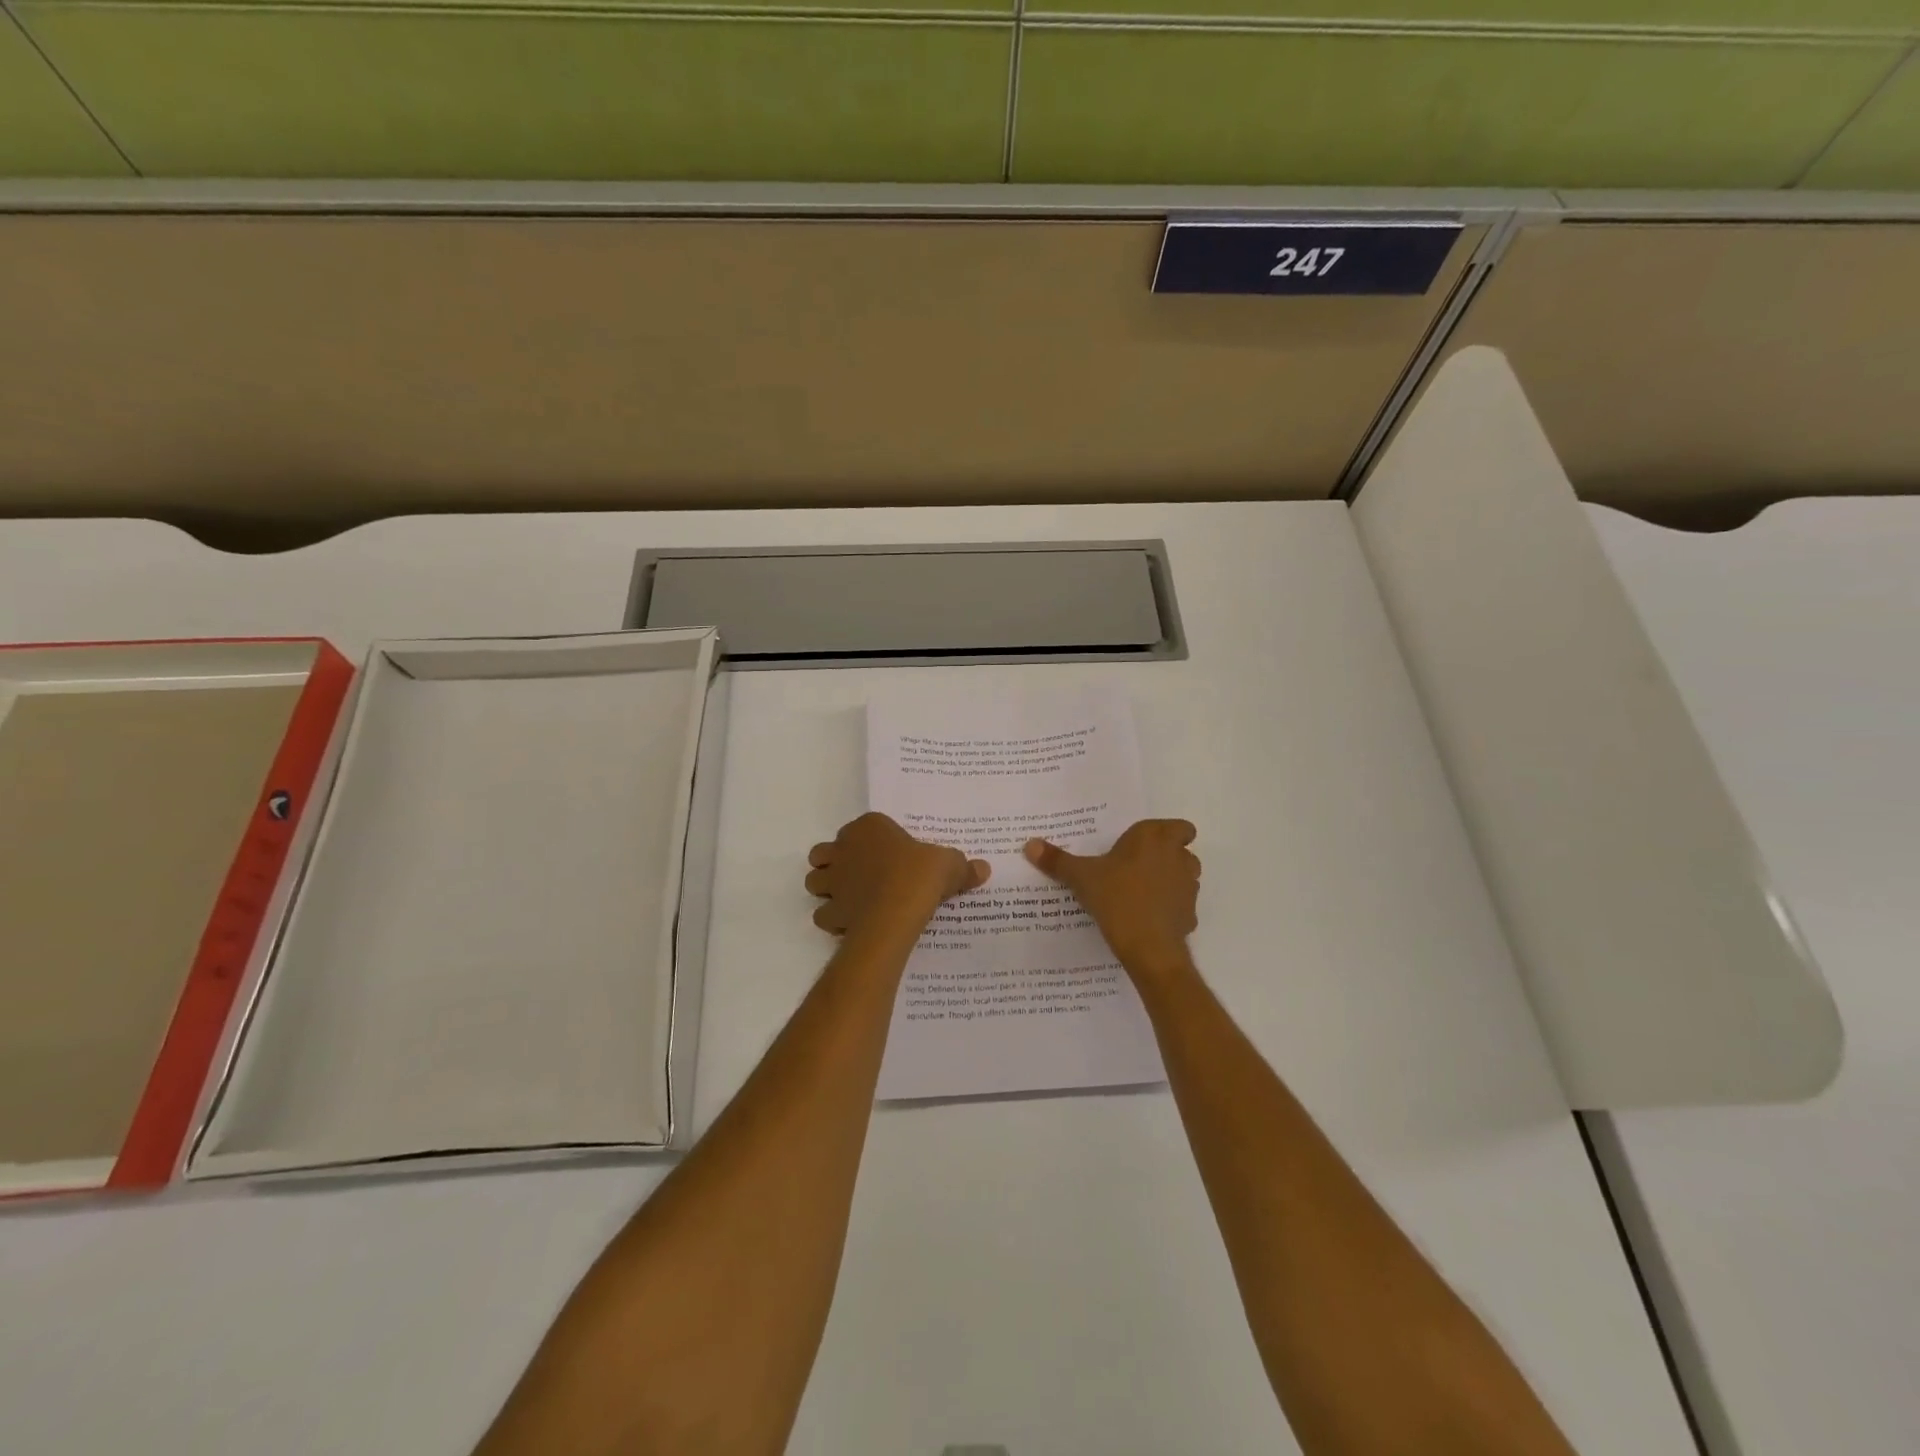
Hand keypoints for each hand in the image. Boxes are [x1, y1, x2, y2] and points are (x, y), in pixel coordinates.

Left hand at [806, 812, 989, 939]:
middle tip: (861, 876)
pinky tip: (852, 924)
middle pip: (826, 852)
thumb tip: (983, 869)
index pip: (862, 827)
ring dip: (827, 888)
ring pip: (815, 880)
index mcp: (870, 827)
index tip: (888, 855)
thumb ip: (963, 867)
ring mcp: (833, 880)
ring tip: (851, 899)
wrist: (897, 911)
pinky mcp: (831, 910)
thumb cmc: (920, 875)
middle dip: (836, 862)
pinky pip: (824, 914)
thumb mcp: (950, 865)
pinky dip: (833, 919)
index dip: (871, 841)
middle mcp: (844, 849)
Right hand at [1025, 819, 1199, 982]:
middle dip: (1167, 856)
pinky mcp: (1190, 914)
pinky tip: (1148, 918)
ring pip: (1186, 876)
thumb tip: (1029, 844)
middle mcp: (1177, 857)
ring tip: (1142, 892)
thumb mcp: (1080, 877)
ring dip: (1171, 880)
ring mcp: (1188, 887)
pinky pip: (1182, 905)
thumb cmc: (1116, 898)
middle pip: (1183, 850)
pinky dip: (1170, 908)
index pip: (1179, 827)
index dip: (1167, 834)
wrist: (1148, 947)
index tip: (1144, 845)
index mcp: (1153, 838)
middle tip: (1137, 866)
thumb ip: (1057, 860)